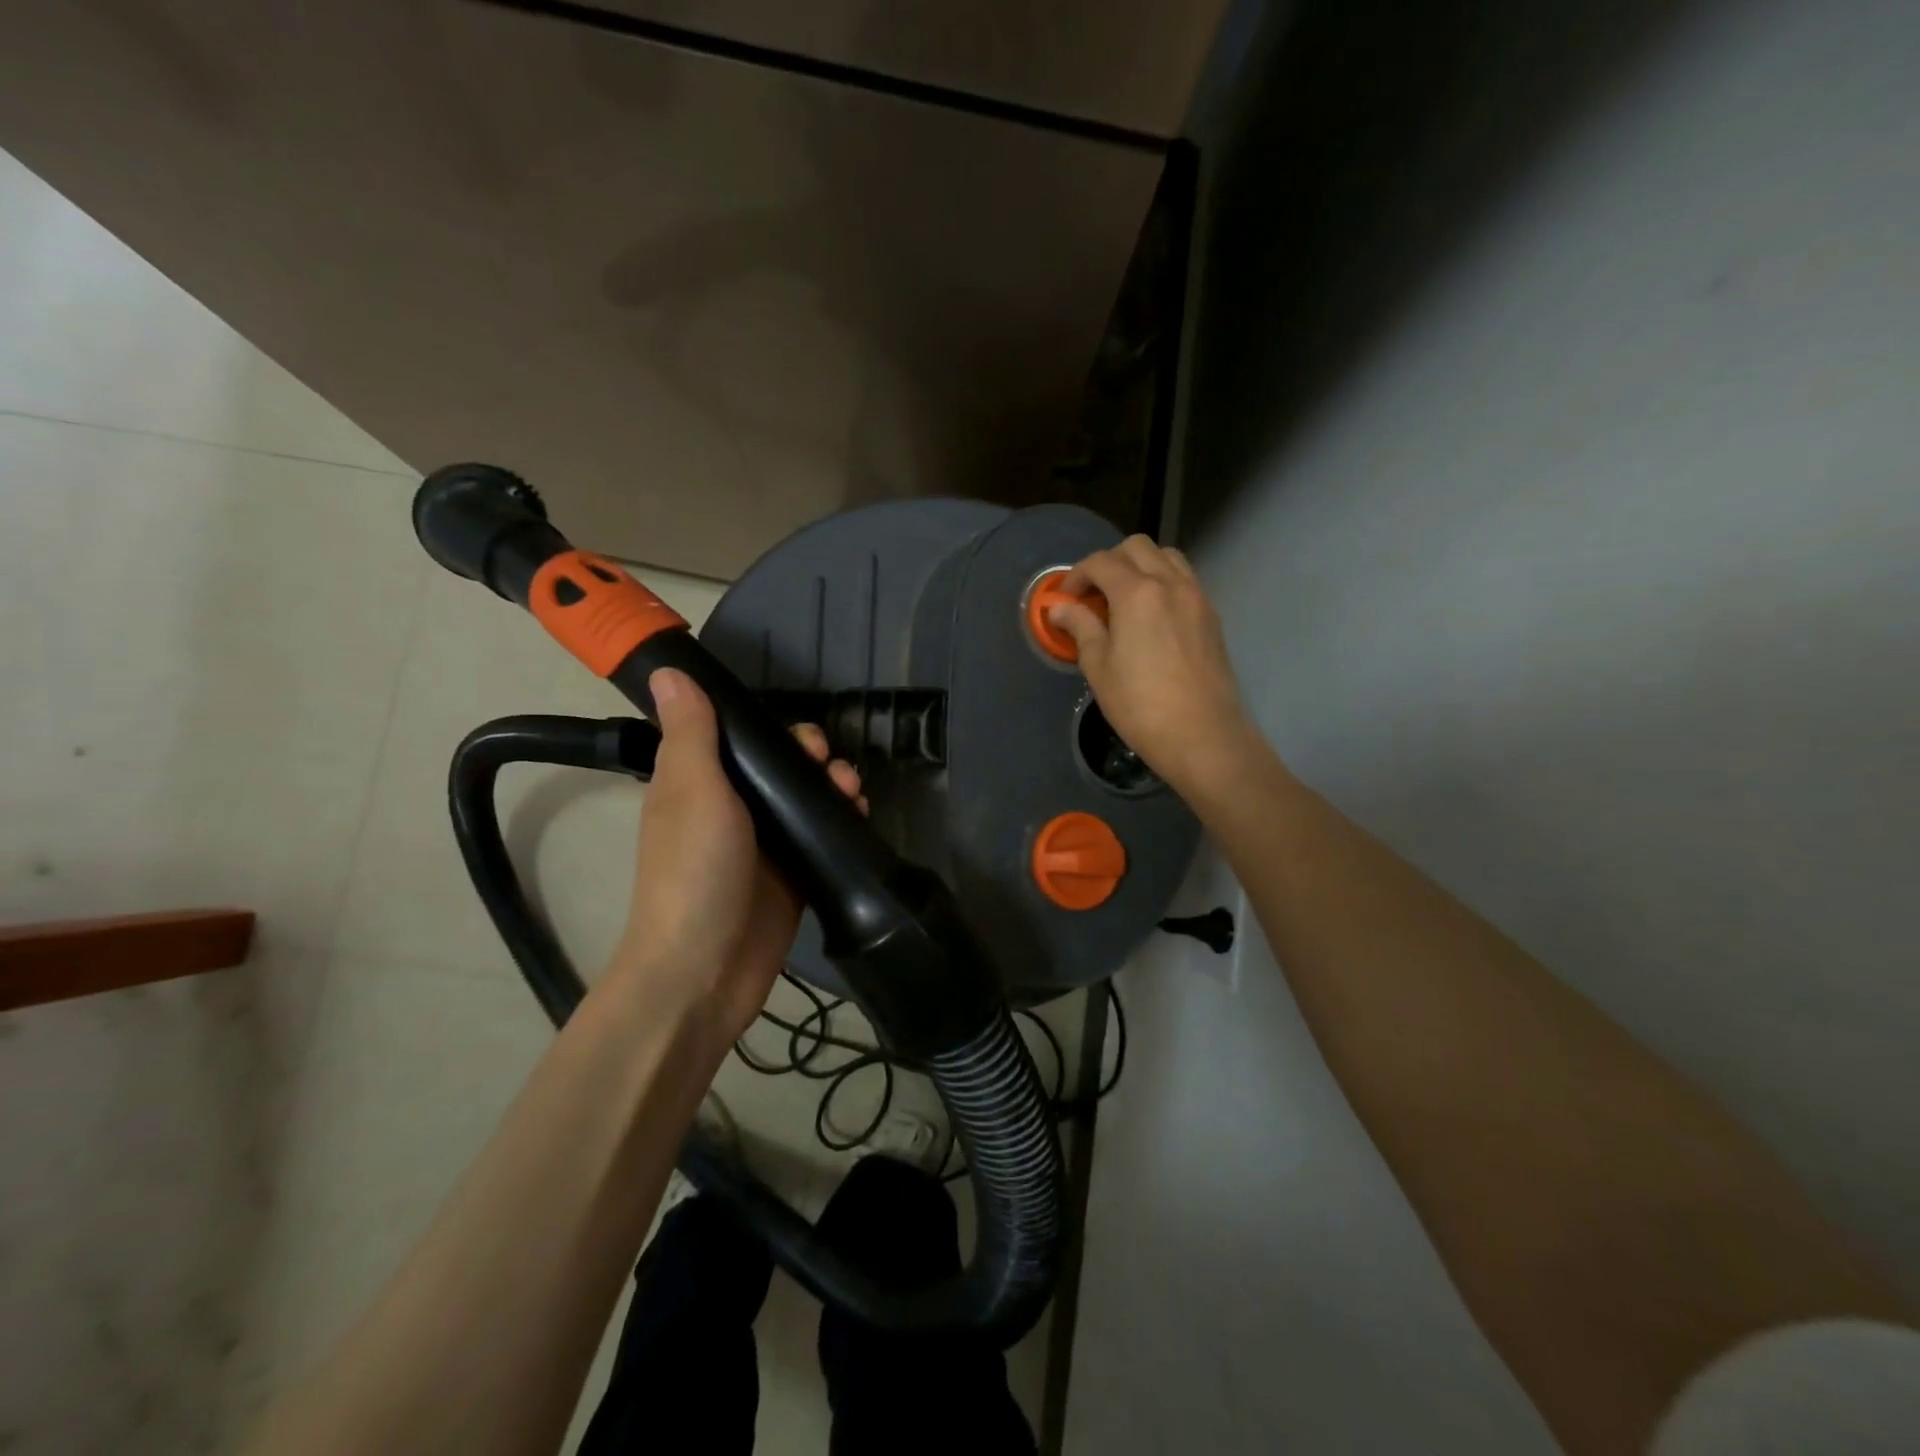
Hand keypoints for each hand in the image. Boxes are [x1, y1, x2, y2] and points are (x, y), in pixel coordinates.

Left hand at [609, 669, 863, 1044]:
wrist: (704, 972)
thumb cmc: (694, 872)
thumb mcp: (693, 791)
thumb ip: (692, 733)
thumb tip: (668, 671)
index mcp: (697, 784)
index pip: (737, 738)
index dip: (771, 728)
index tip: (800, 735)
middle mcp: (731, 810)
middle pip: (780, 767)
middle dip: (812, 757)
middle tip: (831, 766)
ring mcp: (764, 846)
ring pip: (806, 799)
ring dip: (834, 785)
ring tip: (853, 791)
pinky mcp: (792, 877)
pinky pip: (822, 836)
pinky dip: (843, 820)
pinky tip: (861, 815)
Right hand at [1049, 536, 1259, 803]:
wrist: (1202, 735)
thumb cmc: (1140, 705)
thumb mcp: (1099, 667)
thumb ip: (1080, 628)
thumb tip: (1060, 608)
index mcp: (1137, 593)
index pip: (1101, 562)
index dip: (1077, 575)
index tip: (1065, 599)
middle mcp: (1170, 583)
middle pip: (1137, 548)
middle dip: (1109, 562)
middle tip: (1094, 595)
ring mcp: (1197, 597)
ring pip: (1167, 557)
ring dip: (1140, 566)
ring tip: (1124, 599)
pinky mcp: (1211, 616)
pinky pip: (1184, 580)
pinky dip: (1163, 582)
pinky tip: (1151, 616)